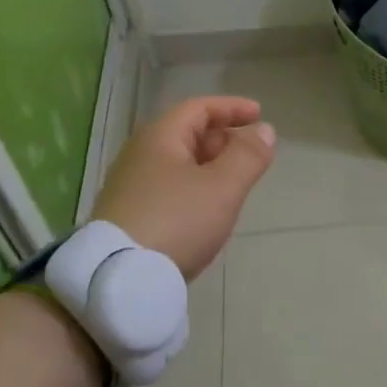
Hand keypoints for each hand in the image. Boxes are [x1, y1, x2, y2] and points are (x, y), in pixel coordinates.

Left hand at [91, 96, 275, 278]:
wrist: (120, 278)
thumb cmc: (177, 221)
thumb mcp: (223, 187)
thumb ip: (248, 156)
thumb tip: (265, 130)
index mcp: (160, 138)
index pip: (199, 108)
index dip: (232, 108)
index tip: (259, 115)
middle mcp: (140, 155)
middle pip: (186, 134)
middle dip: (223, 139)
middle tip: (251, 155)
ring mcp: (131, 187)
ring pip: (178, 164)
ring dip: (210, 166)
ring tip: (235, 184)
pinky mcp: (130, 215)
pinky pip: (170, 188)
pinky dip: (195, 188)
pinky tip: (207, 211)